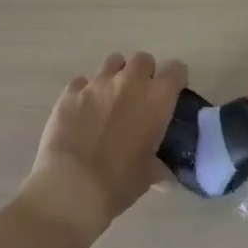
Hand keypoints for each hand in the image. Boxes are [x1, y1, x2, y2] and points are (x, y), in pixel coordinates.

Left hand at [18, 52, 185, 240]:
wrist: (71, 188)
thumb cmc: (119, 183)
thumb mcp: (148, 176)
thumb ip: (159, 166)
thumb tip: (165, 175)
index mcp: (156, 99)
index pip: (176, 70)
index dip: (176, 80)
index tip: (173, 94)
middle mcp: (129, 82)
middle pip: (143, 59)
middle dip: (144, 74)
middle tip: (139, 98)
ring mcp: (97, 83)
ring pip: (113, 62)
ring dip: (116, 76)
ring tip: (110, 100)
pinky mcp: (70, 92)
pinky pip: (81, 82)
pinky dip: (85, 93)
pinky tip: (82, 113)